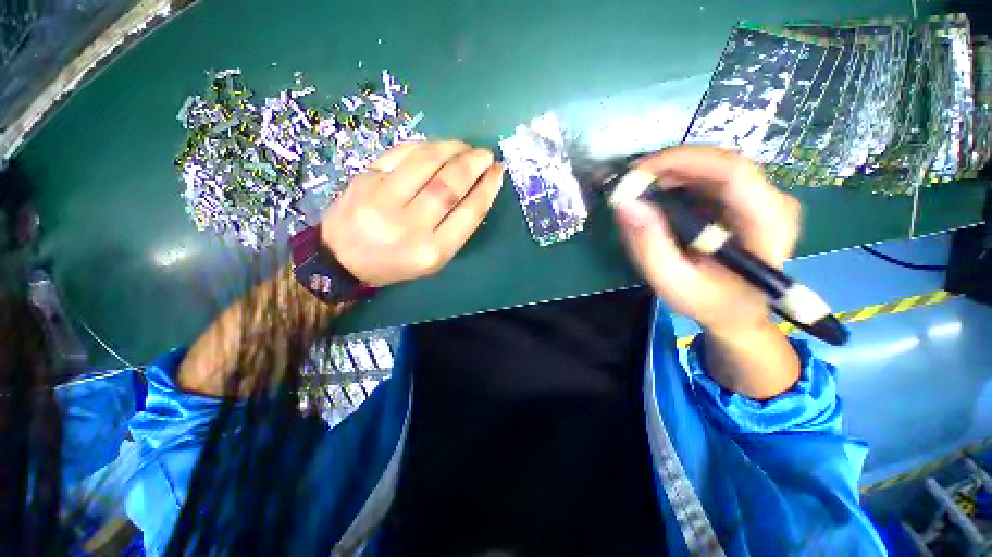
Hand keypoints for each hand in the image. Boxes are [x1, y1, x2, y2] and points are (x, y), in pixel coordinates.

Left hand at [321, 140, 504, 286]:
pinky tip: (437, 146)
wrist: (342, 260)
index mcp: (432, 251)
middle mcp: (409, 226)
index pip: (469, 212)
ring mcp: (383, 199)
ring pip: (426, 162)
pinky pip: (401, 154)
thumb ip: (455, 229)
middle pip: (449, 185)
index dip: (488, 188)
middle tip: (485, 154)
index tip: (498, 172)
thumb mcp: (433, 259)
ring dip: (451, 148)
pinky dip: (424, 146)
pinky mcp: (365, 180)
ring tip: (465, 146)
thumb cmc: (395, 264)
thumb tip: (476, 190)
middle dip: (473, 164)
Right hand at [613, 146, 800, 334]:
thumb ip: (649, 246)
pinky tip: (659, 195)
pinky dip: (680, 180)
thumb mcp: (672, 283)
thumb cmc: (708, 301)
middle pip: (721, 162)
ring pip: (714, 165)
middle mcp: (774, 201)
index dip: (681, 161)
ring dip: (672, 172)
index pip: (732, 171)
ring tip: (640, 190)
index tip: (637, 173)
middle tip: (631, 183)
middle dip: (670, 166)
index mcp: (767, 224)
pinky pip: (711, 176)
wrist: (736, 311)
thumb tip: (625, 203)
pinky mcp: (749, 198)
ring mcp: (764, 197)